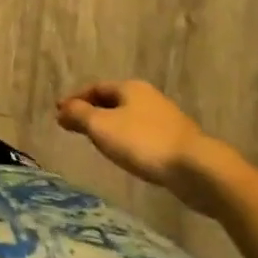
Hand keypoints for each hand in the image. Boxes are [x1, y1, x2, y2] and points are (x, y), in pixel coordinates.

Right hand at [56, 80, 215, 209]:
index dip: (75, 100)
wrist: (197, 170)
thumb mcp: (102, 126)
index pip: (95, 88)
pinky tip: (125, 155)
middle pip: (113, 101)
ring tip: (97, 142)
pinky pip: (143, 135)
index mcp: (130, 87)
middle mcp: (148, 97)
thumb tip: (62, 109)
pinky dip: (127, 140)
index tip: (59, 113)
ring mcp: (166, 119)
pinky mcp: (177, 141)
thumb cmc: (143, 142)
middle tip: (75, 126)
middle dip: (92, 112)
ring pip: (129, 118)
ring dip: (110, 127)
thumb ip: (79, 115)